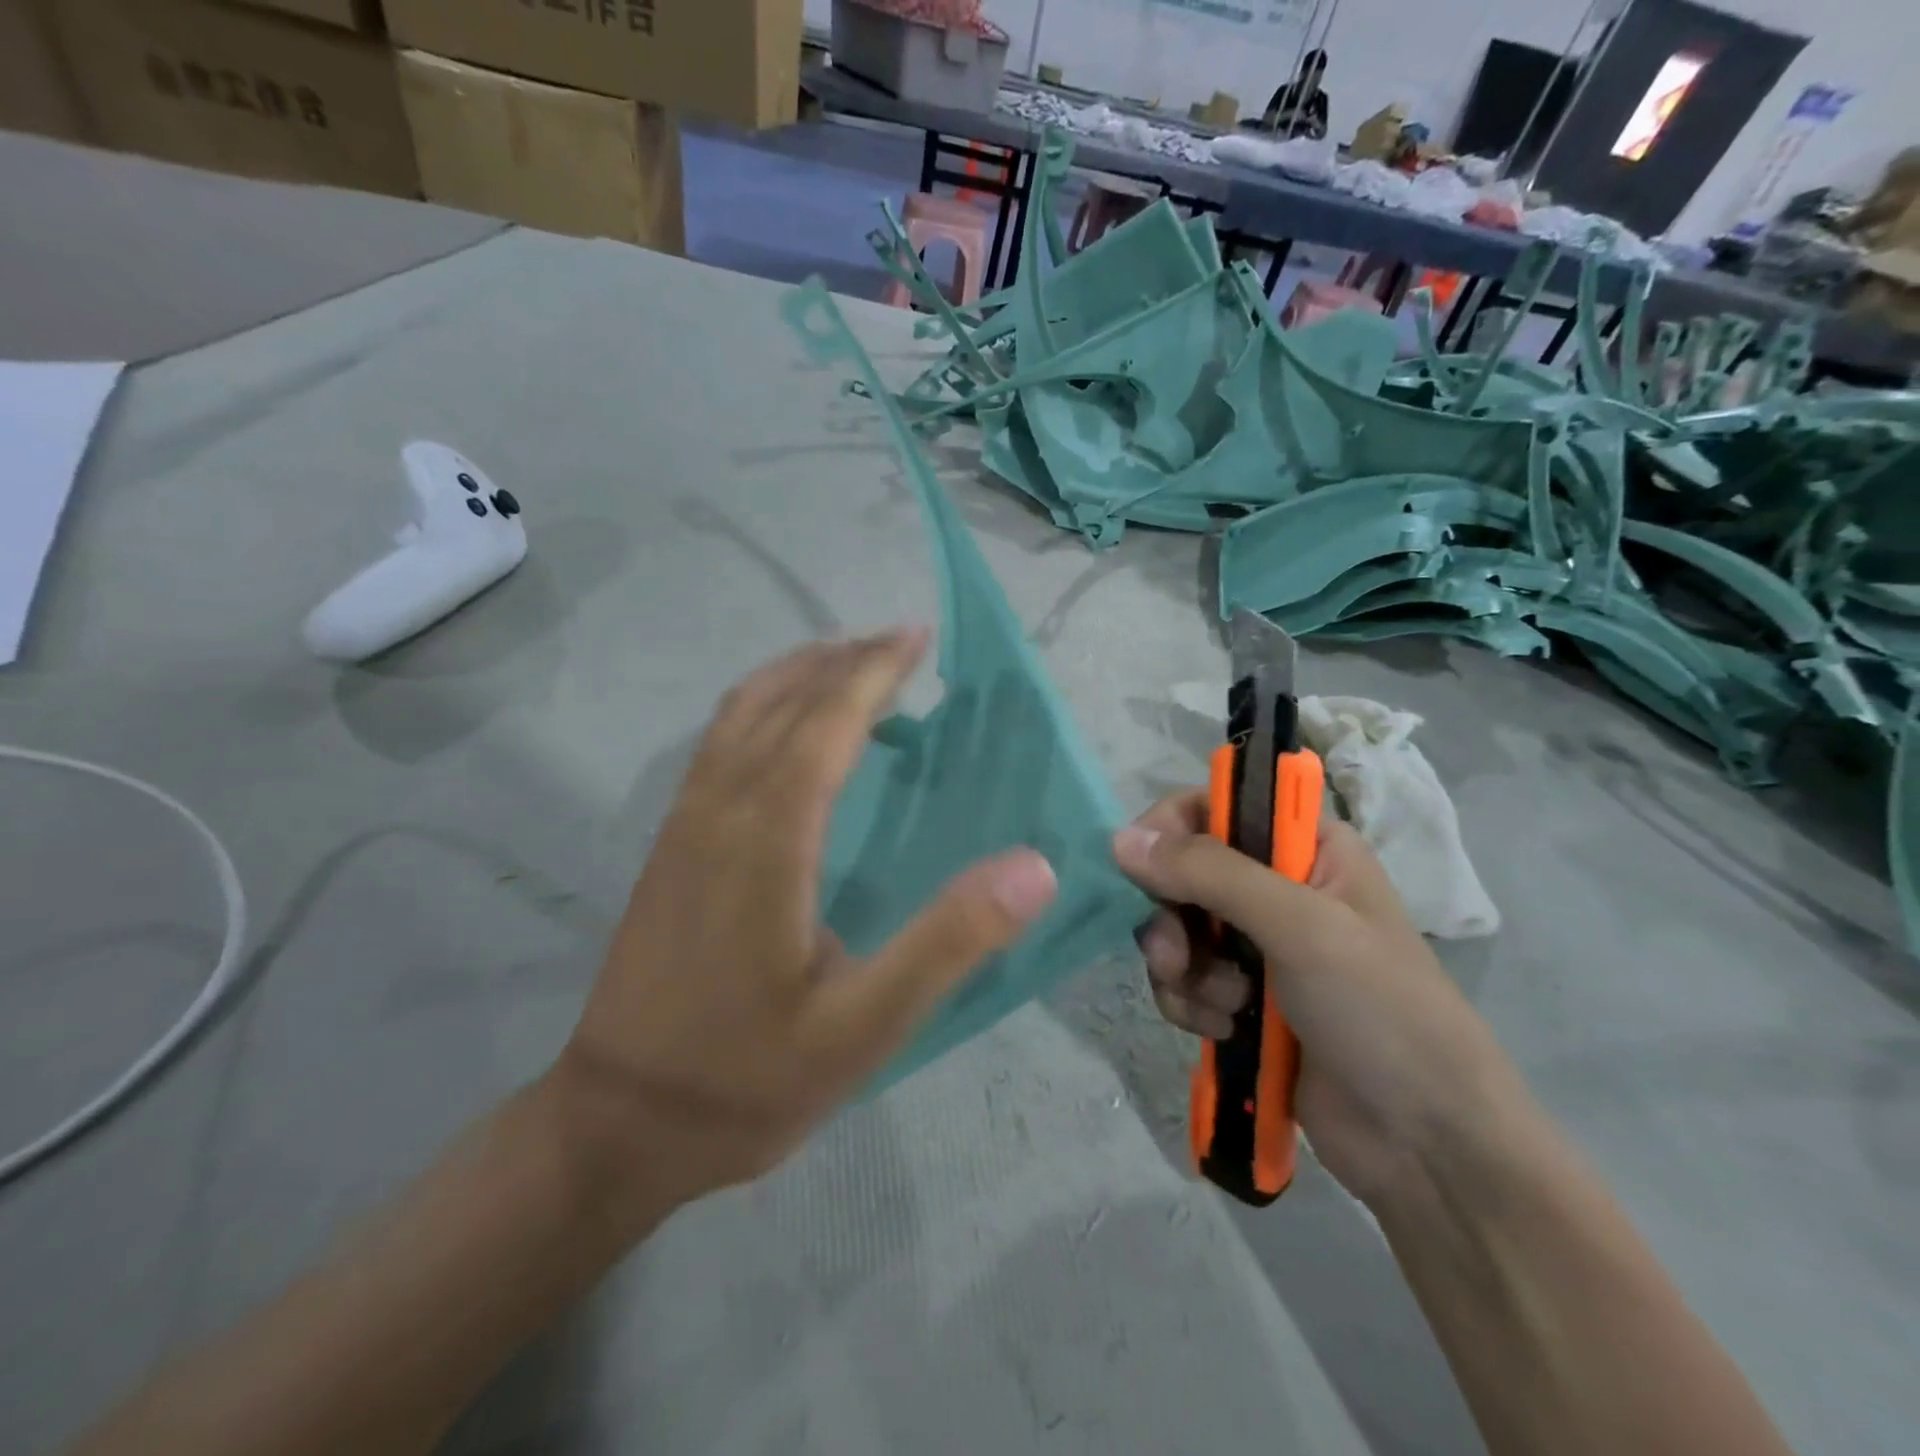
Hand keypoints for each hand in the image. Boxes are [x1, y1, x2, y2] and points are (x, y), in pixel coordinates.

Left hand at [553, 629, 1057, 1220]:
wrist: (619, 1123)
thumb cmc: (748, 1079)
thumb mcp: (865, 1027)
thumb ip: (949, 942)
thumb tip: (1035, 867)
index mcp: (767, 840)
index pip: (825, 723)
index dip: (873, 671)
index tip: (916, 637)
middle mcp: (719, 810)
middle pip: (781, 701)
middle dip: (843, 659)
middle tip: (901, 642)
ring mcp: (684, 823)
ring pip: (740, 712)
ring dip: (798, 673)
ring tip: (851, 663)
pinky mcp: (670, 844)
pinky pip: (719, 742)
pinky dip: (762, 705)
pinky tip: (789, 728)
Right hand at [1113, 793, 1524, 1207]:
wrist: (1426, 1145)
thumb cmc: (1380, 1012)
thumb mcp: (1300, 927)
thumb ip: (1210, 873)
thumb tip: (1120, 839)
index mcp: (1308, 848)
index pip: (1216, 805)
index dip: (1172, 829)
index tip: (1144, 866)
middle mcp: (1278, 886)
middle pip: (1184, 871)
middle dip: (1171, 916)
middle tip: (1177, 956)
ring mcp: (1257, 945)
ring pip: (1176, 929)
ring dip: (1182, 968)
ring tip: (1220, 1006)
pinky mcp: (1241, 997)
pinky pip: (1184, 979)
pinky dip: (1191, 1002)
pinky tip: (1224, 1031)